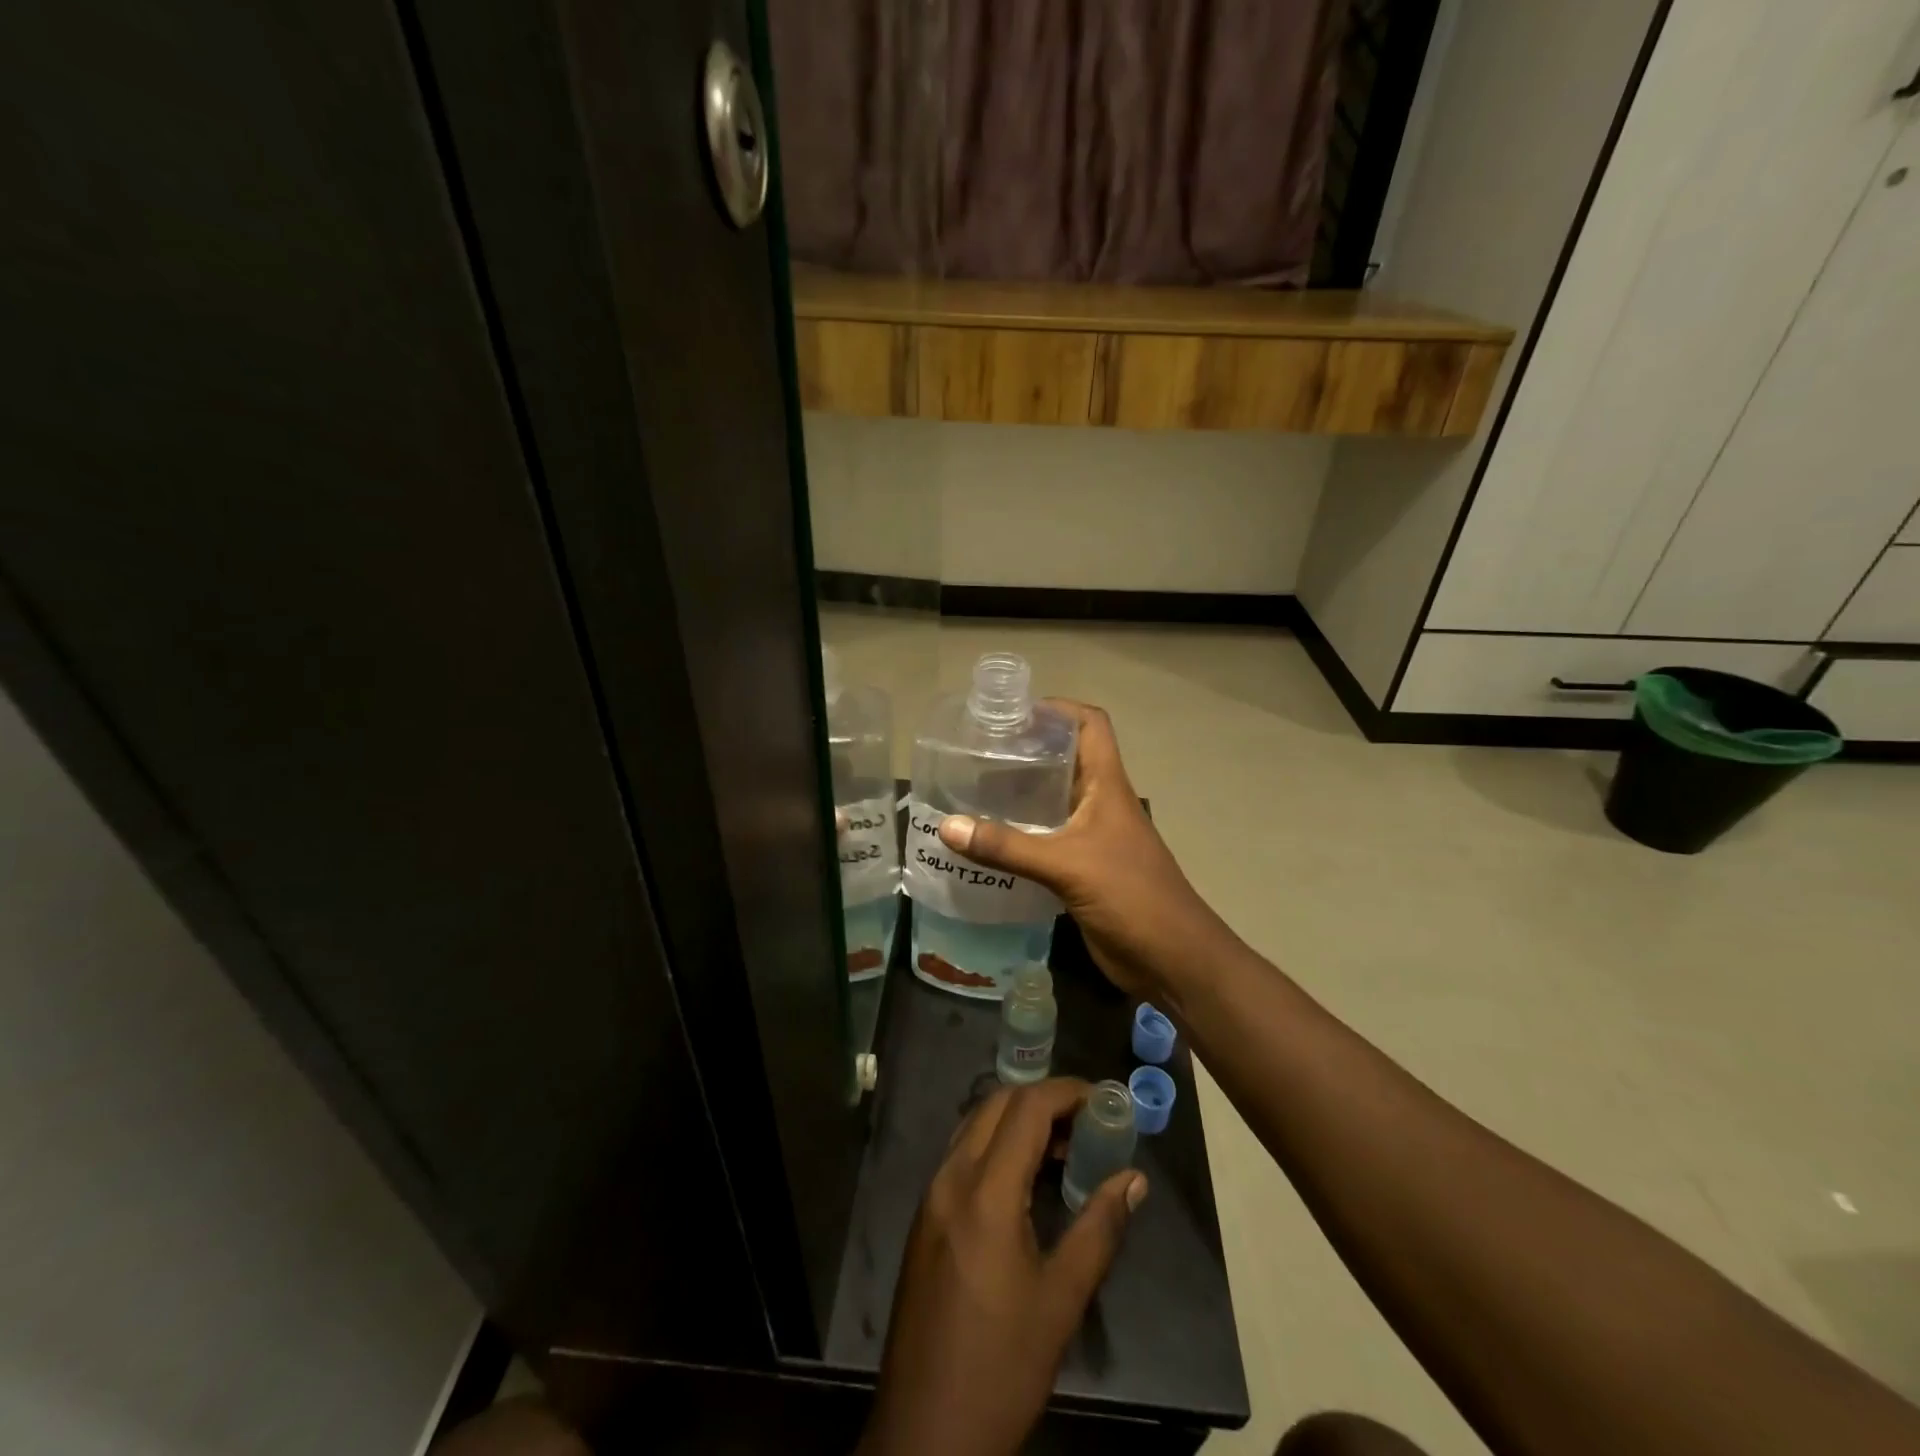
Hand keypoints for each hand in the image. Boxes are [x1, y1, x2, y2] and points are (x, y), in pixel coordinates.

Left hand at [859, 1080, 1147, 1455]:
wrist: (925, 1430)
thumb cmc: (1001, 1366)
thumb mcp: (1061, 1301)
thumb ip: (1099, 1229)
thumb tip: (1133, 1180)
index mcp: (984, 1193)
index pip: (1025, 1108)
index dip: (1067, 1093)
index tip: (1104, 1101)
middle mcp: (950, 1178)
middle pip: (997, 1105)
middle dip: (1044, 1100)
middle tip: (1088, 1123)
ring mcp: (931, 1195)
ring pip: (976, 1125)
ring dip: (1018, 1120)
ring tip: (1064, 1148)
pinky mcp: (925, 1216)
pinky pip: (962, 1153)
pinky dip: (997, 1144)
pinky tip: (1025, 1178)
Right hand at [936, 701, 1238, 1000]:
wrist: (1174, 960)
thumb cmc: (1131, 896)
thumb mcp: (1066, 865)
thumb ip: (1007, 846)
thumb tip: (947, 826)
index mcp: (1107, 785)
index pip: (1090, 725)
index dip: (1057, 708)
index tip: (1013, 712)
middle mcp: (1100, 803)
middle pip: (1065, 761)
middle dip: (1026, 752)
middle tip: (976, 753)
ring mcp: (1093, 838)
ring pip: (1053, 803)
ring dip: (1019, 796)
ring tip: (972, 792)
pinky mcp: (1083, 871)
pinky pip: (1046, 841)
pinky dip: (1019, 837)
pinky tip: (987, 844)